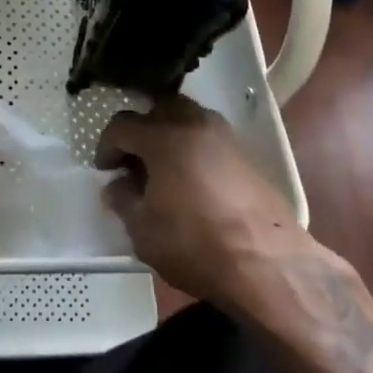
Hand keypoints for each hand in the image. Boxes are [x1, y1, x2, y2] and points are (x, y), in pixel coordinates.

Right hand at [96, 96, 313, 311]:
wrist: (268, 263)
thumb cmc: (196, 244)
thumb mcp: (144, 231)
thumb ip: (123, 201)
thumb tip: (116, 185)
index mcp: (163, 136)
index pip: (122, 125)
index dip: (107, 146)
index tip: (104, 169)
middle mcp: (192, 122)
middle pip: (157, 109)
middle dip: (140, 130)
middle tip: (133, 161)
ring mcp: (223, 134)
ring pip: (185, 118)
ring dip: (168, 134)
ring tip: (162, 168)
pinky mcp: (245, 152)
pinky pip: (207, 135)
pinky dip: (191, 146)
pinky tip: (190, 177)